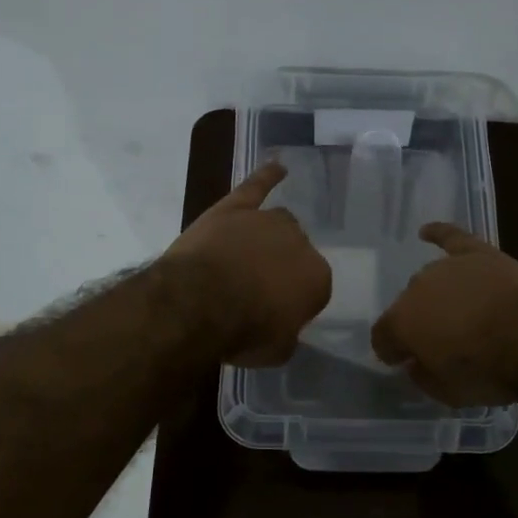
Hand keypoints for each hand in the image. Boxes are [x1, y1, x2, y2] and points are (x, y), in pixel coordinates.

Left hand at [164, 161, 331, 366]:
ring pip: (278, 224)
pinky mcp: (235, 208)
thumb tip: (284, 329)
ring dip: (269, 238)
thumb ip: (287, 335)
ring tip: (253, 253)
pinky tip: (277, 166)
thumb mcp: (276, 351)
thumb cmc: (243, 332)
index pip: (313, 288)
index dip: (293, 302)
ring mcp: (266, 221)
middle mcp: (299, 243)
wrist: (200, 303)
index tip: (274, 315)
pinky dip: (266, 176)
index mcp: (317, 278)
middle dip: (281, 268)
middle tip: (257, 289)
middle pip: (296, 252)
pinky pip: (256, 186)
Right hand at [371, 223, 517, 405]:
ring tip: (455, 312)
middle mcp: (416, 288)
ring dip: (437, 296)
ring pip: (431, 280)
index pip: (382, 337)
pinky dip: (438, 233)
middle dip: (419, 323)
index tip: (402, 362)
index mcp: (401, 322)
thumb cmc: (489, 371)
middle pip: (409, 306)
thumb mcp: (448, 393)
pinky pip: (451, 238)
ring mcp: (448, 267)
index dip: (391, 351)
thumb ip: (423, 376)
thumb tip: (416, 363)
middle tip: (441, 342)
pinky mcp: (479, 254)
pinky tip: (427, 232)